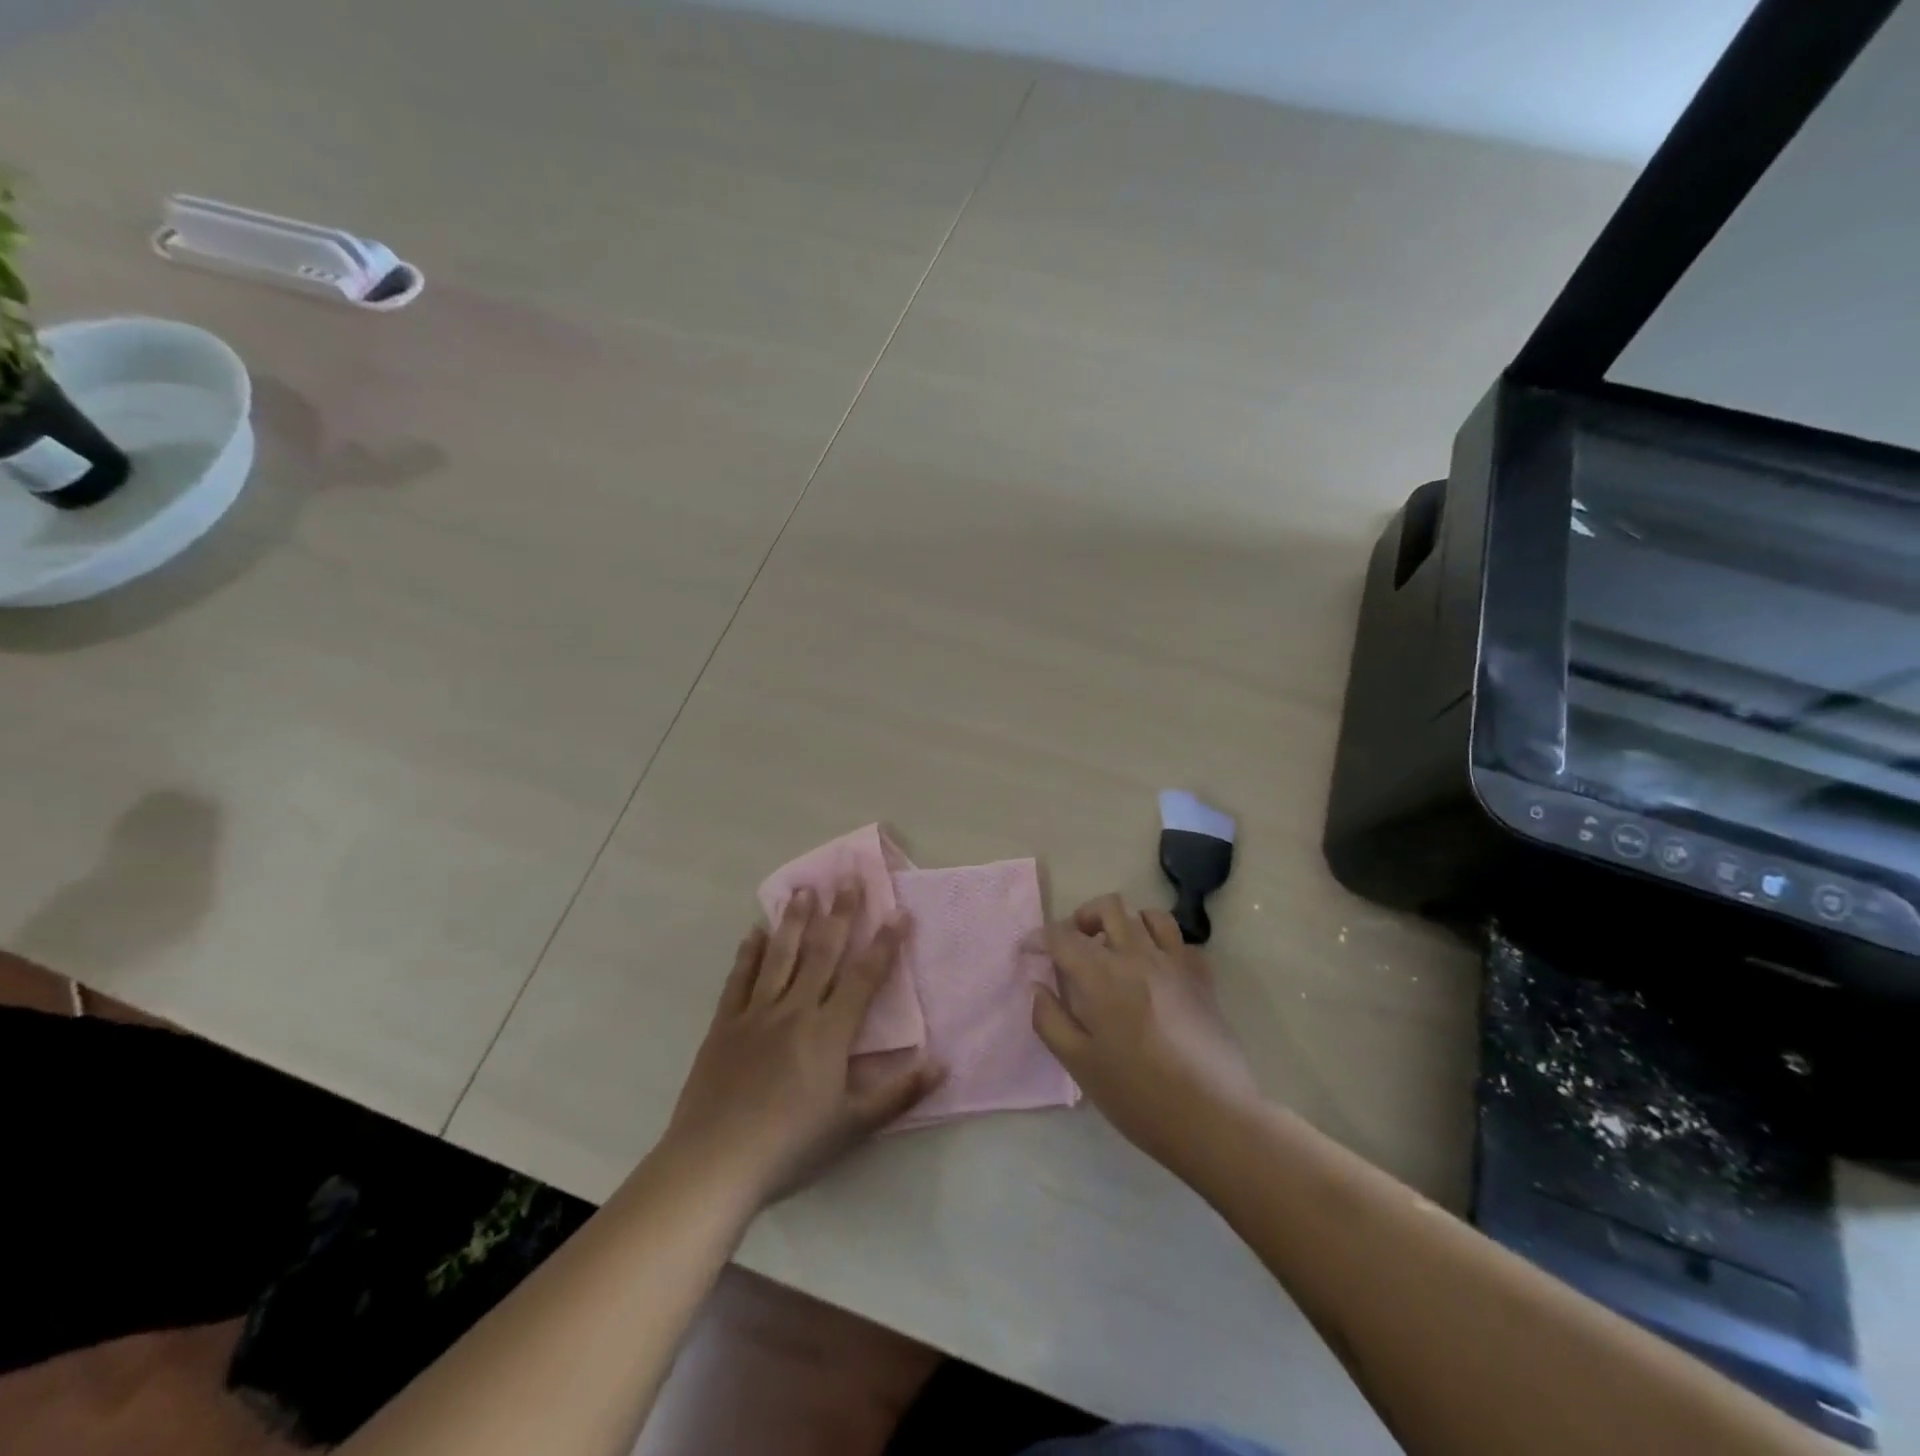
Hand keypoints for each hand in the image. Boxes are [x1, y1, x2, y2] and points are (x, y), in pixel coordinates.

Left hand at [660, 886, 943, 1208]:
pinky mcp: (724, 1025)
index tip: (899, 912)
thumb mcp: (854, 1126)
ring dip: (795, 919)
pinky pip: (739, 979)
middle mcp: (795, 1010)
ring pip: (780, 955)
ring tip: (805, 889)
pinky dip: (749, 953)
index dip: (885, 943)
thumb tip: (943, 1063)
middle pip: (822, 952)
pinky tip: (754, 931)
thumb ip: (899, 1092)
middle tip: (849, 878)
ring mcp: (756, 1013)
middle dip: (840, 913)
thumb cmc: (791, 1146)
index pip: (864, 976)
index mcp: (829, 1031)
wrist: (714, 1164)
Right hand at [1031, 894, 1260, 1173]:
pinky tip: (1155, 970)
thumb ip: (1050, 1020)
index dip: (1040, 938)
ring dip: (1125, 923)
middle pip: (1108, 908)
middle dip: (1082, 917)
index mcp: (1102, 976)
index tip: (1028, 951)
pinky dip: (1162, 944)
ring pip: (1148, 915)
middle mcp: (1138, 957)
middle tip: (1073, 946)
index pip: (1063, 936)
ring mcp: (1176, 964)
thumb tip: (1038, 988)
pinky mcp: (1202, 980)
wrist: (1214, 1118)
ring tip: (1114, 950)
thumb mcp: (1080, 1065)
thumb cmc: (1138, 1096)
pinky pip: (1181, 942)